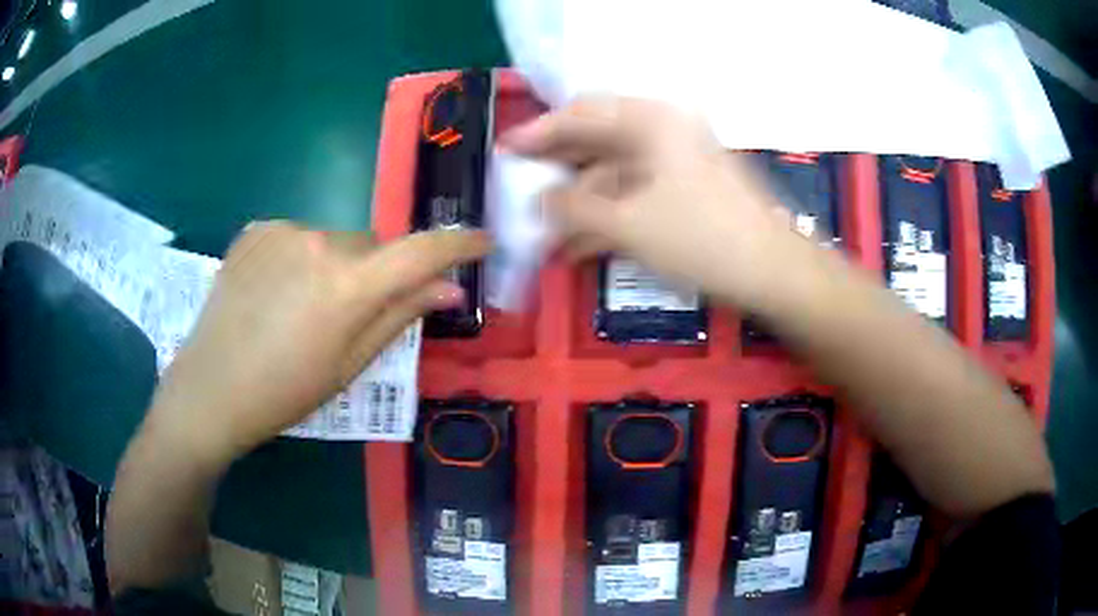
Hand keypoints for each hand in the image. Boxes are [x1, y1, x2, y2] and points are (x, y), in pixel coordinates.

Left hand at [144, 222, 489, 463]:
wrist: (209, 389)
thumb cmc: (284, 392)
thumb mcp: (349, 365)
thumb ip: (400, 316)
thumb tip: (448, 288)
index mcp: (347, 283)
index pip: (422, 249)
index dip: (458, 243)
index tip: (482, 243)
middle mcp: (319, 240)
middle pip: (374, 246)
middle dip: (378, 273)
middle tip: (355, 314)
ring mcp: (282, 230)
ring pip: (336, 241)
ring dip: (338, 266)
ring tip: (305, 308)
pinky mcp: (256, 230)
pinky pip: (300, 237)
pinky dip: (303, 258)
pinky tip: (278, 292)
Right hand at [503, 97, 798, 310]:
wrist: (773, 271)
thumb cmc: (701, 238)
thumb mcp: (628, 223)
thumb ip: (574, 207)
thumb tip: (539, 200)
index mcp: (651, 121)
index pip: (581, 114)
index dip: (539, 133)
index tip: (506, 151)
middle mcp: (664, 130)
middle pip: (597, 142)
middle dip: (559, 172)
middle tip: (522, 192)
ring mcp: (677, 160)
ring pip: (614, 174)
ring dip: (581, 203)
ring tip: (546, 235)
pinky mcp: (686, 188)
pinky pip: (635, 194)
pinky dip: (608, 216)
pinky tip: (580, 247)